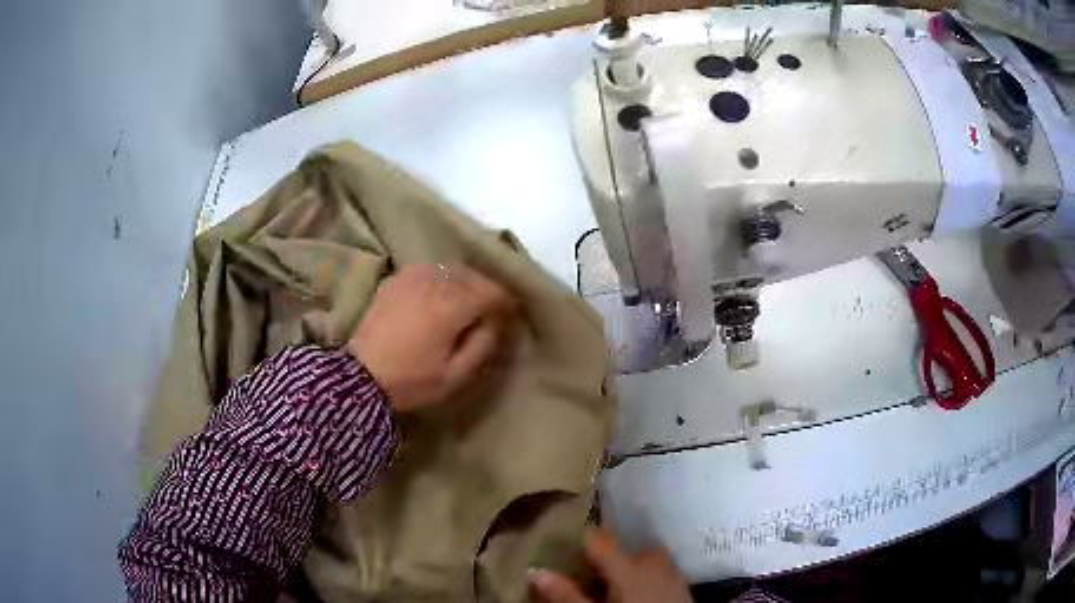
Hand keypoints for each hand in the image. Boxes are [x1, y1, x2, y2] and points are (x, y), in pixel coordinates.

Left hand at [348, 263, 518, 412]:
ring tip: (465, 303)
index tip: (510, 315)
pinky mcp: (396, 280)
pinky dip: (441, 279)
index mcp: (452, 306)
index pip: (492, 291)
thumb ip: (482, 345)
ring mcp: (412, 277)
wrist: (361, 377)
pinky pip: (429, 270)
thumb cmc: (411, 381)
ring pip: (451, 270)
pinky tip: (437, 296)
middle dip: (486, 290)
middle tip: (490, 311)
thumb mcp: (455, 375)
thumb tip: (495, 323)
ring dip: (464, 283)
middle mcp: (434, 282)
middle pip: (473, 276)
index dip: (506, 302)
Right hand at [529, 529, 692, 602]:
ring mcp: (673, 571)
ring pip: (649, 557)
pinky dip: (650, 574)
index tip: (566, 544)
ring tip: (616, 581)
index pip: (600, 539)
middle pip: (627, 547)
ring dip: (632, 564)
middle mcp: (653, 560)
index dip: (582, 539)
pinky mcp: (684, 584)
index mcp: (627, 564)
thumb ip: (566, 593)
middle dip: (612, 556)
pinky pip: (664, 570)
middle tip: (593, 571)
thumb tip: (534, 570)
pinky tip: (642, 589)